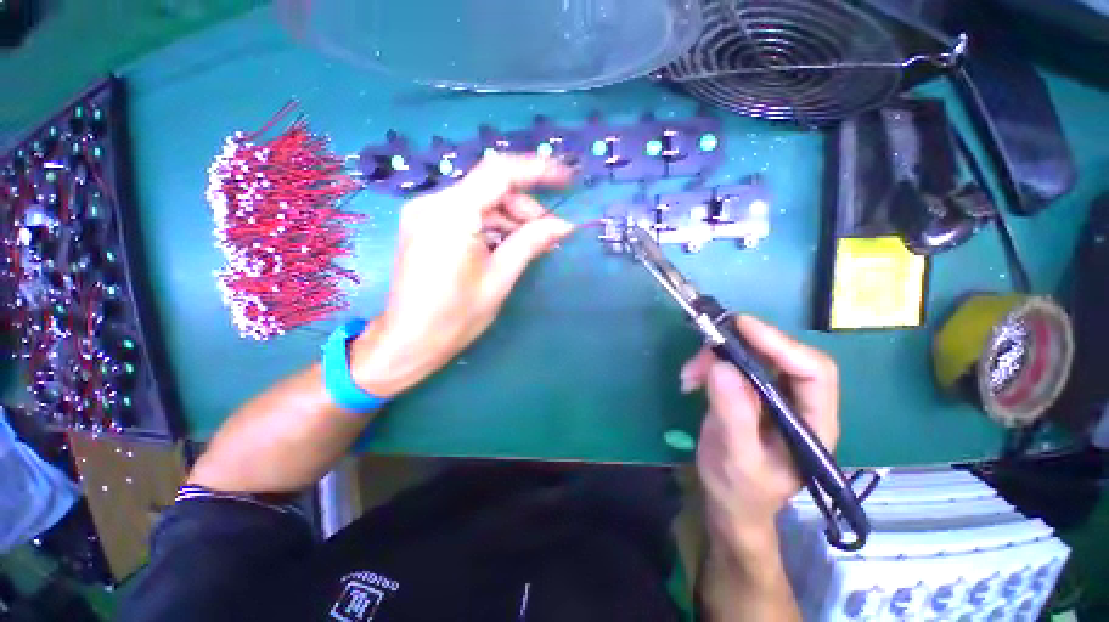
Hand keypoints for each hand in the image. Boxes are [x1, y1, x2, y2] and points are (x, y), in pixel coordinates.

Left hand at [351, 154, 574, 396]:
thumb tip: (564, 225)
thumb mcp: (500, 278)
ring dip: (510, 218)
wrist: (408, 342)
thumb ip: (531, 243)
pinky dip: (491, 226)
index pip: (501, 173)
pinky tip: (506, 246)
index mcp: (452, 214)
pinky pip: (466, 214)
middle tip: (549, 233)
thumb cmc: (456, 316)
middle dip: (525, 207)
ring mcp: (424, 212)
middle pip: (490, 187)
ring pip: (480, 201)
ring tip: (531, 244)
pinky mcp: (424, 225)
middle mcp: (432, 202)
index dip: (538, 171)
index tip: (568, 178)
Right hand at [680, 315, 838, 551]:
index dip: (780, 343)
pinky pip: (730, 364)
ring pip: (750, 357)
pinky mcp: (748, 392)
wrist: (730, 503)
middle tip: (704, 347)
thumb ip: (733, 414)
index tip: (741, 325)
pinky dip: (708, 364)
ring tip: (689, 374)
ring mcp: (772, 395)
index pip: (812, 371)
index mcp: (813, 422)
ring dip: (716, 357)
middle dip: (739, 347)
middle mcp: (798, 402)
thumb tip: (721, 365)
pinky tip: (690, 379)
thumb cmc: (741, 490)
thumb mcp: (737, 457)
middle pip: (778, 356)